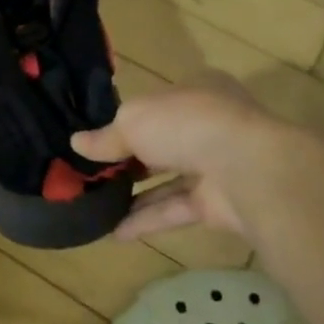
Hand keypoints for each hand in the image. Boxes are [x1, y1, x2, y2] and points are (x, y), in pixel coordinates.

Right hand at [71, 74, 285, 241]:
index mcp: (196, 91)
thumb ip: (106, 136)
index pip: (158, 104)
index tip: (98, 137)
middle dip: (130, 159)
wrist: (246, 170)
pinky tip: (115, 232)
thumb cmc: (186, 125)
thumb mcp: (133, 120)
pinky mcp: (219, 203)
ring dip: (135, 194)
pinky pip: (176, 210)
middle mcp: (209, 126)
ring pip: (169, 180)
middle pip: (162, 143)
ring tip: (98, 204)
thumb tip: (76, 143)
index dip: (128, 120)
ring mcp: (217, 165)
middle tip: (93, 173)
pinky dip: (147, 220)